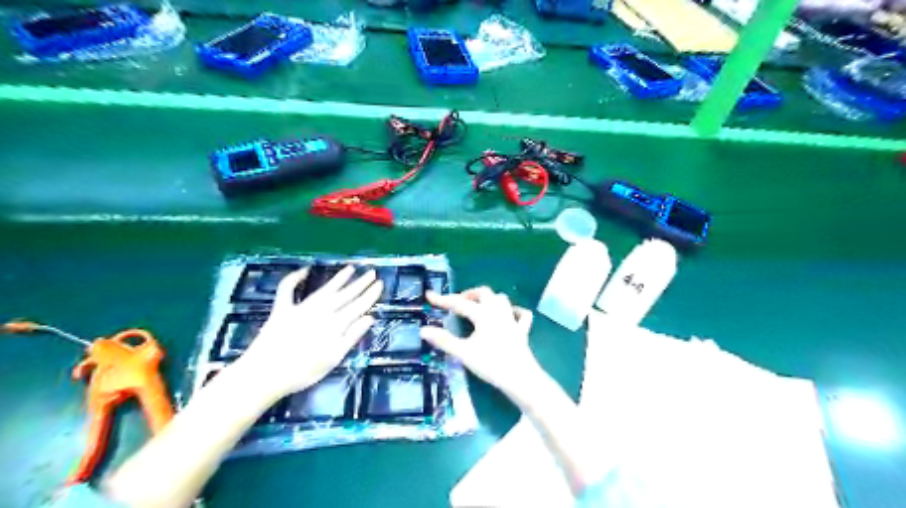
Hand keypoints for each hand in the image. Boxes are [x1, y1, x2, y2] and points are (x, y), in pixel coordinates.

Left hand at [236, 266, 380, 399]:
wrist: (264, 375)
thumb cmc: (303, 372)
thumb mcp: (334, 358)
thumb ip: (352, 336)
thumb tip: (370, 317)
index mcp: (335, 325)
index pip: (358, 306)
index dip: (370, 295)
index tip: (380, 283)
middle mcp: (320, 312)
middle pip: (344, 295)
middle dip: (359, 284)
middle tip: (371, 272)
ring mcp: (301, 309)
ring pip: (324, 290)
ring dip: (338, 279)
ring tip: (350, 269)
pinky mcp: (281, 310)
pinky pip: (287, 290)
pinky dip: (294, 278)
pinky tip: (303, 270)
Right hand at [421, 288, 540, 399]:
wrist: (520, 377)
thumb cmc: (491, 364)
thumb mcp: (464, 353)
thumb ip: (444, 340)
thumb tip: (423, 330)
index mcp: (483, 314)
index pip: (459, 303)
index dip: (443, 299)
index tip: (429, 296)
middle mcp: (498, 312)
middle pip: (484, 293)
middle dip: (469, 294)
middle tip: (457, 302)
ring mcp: (512, 320)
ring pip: (501, 299)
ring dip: (489, 299)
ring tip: (479, 307)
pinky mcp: (522, 331)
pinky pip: (521, 314)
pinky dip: (514, 311)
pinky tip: (509, 316)